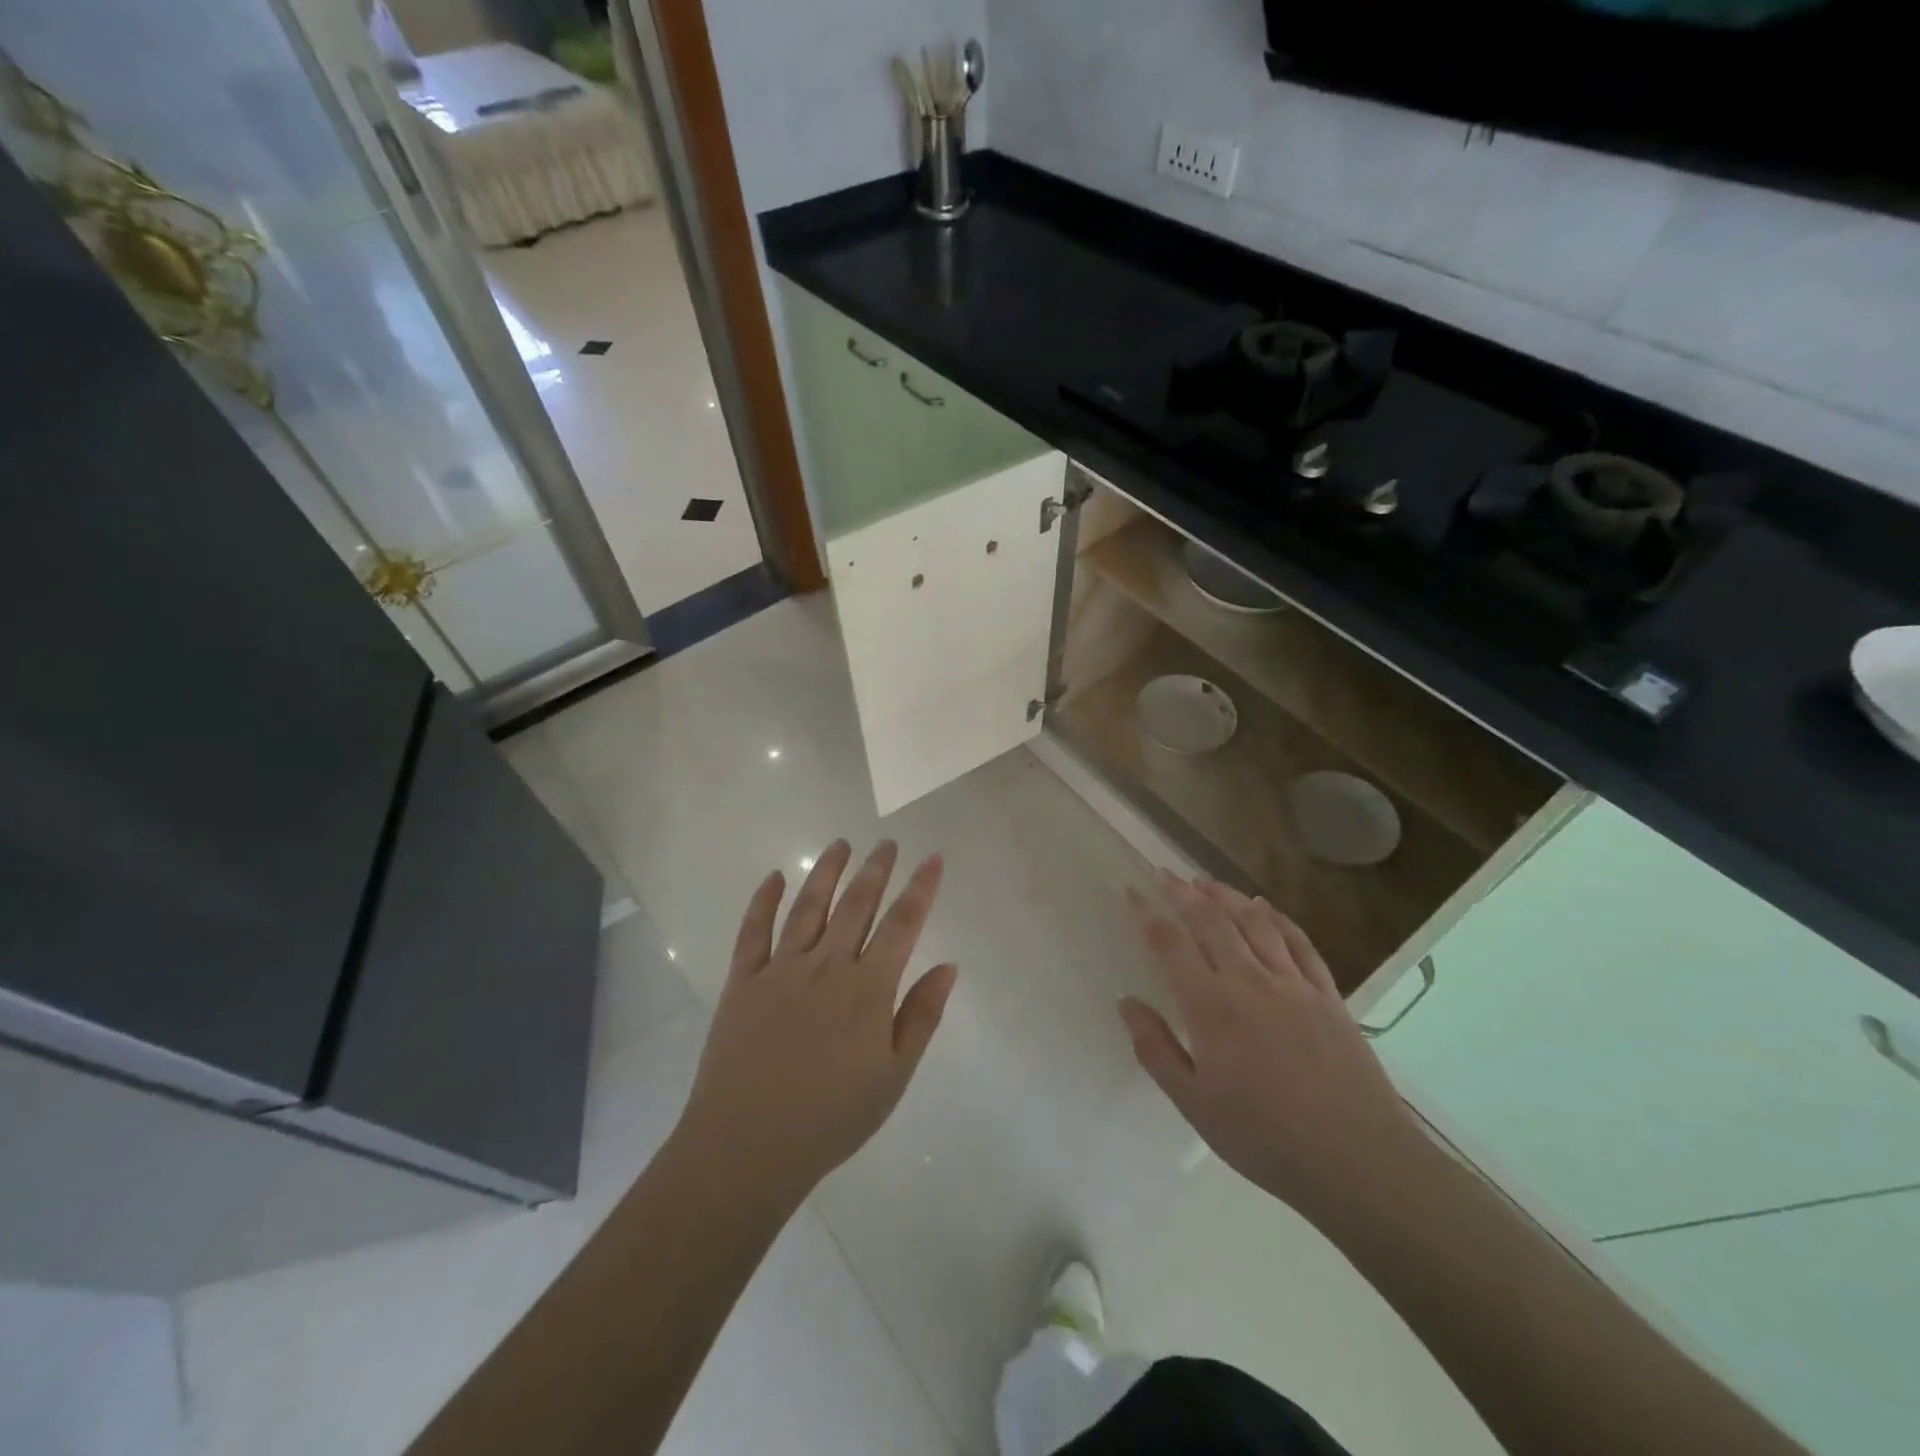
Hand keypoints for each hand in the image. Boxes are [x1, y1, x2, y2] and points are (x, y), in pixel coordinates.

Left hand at [675, 840, 956, 1208]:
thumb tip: (948, 965)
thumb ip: (921, 1016)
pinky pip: (753, 930)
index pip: (902, 924)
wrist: (747, 1146)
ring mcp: (781, 969)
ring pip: (809, 906)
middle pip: (857, 904)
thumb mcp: (893, 1077)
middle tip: (886, 843)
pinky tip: (775, 877)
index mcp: (867, 988)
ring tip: (841, 844)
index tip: (932, 858)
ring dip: (827, 871)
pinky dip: (764, 900)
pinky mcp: (743, 981)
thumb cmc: (831, 1118)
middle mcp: (826, 965)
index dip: (921, 888)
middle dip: (875, 869)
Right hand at [1118, 874, 1426, 1218]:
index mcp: (1211, 1006)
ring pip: (1253, 922)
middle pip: (1210, 920)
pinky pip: (1299, 942)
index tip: (1129, 890)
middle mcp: (1249, 981)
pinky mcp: (1327, 995)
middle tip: (1164, 873)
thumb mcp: (1194, 1105)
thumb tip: (1126, 1002)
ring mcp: (1293, 984)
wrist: (1357, 1160)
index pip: (1169, 943)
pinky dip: (1277, 918)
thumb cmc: (1264, 1138)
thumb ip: (1155, 1049)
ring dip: (1226, 895)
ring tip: (1204, 880)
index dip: (1145, 912)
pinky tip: (1265, 907)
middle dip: (1182, 892)